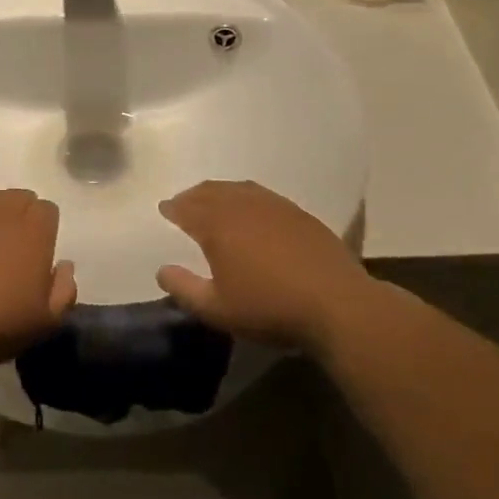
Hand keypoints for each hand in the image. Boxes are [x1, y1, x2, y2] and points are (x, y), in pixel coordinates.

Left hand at [0, 189, 76, 365]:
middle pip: (19, 198)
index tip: (38, 252)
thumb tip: (64, 265)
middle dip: (21, 216)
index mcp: (34, 230)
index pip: (47, 210)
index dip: (45, 229)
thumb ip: (64, 290)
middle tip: (13, 248)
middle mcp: (2, 210)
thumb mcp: (46, 320)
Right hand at [156, 181, 376, 352]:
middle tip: (184, 203)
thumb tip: (162, 270)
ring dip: (221, 193)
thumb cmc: (269, 308)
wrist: (337, 305)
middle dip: (193, 196)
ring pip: (239, 189)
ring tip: (214, 202)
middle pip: (211, 192)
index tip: (165, 209)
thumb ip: (183, 288)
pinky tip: (253, 211)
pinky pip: (264, 195)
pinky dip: (247, 197)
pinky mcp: (300, 214)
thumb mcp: (216, 309)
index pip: (187, 208)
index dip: (173, 208)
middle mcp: (243, 206)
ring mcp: (275, 206)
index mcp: (218, 225)